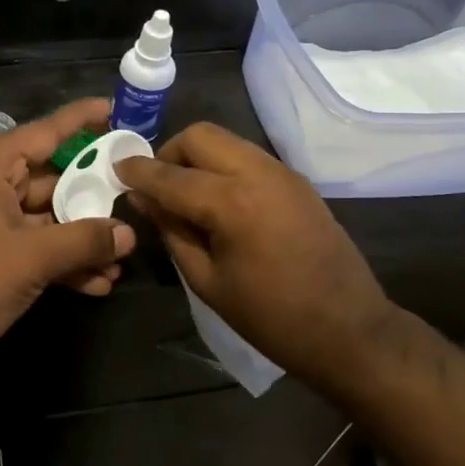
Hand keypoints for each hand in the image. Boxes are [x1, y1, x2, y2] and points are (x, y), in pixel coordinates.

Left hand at [0, 99, 136, 374]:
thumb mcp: (31, 258)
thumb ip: (83, 241)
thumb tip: (128, 235)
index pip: (44, 133)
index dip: (81, 120)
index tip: (116, 110)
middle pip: (52, 179)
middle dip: (93, 196)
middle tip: (135, 197)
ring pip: (47, 219)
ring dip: (82, 239)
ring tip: (123, 257)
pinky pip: (34, 246)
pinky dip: (62, 261)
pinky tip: (99, 282)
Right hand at [117, 123, 396, 386]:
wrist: (350, 330)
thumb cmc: (270, 317)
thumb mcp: (207, 280)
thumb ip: (171, 230)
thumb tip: (142, 198)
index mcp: (231, 203)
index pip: (169, 174)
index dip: (137, 171)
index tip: (114, 168)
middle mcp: (257, 173)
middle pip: (199, 136)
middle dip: (169, 153)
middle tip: (156, 186)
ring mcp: (282, 172)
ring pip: (225, 140)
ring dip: (197, 157)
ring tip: (185, 193)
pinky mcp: (296, 180)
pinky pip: (247, 155)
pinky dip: (222, 165)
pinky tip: (218, 200)